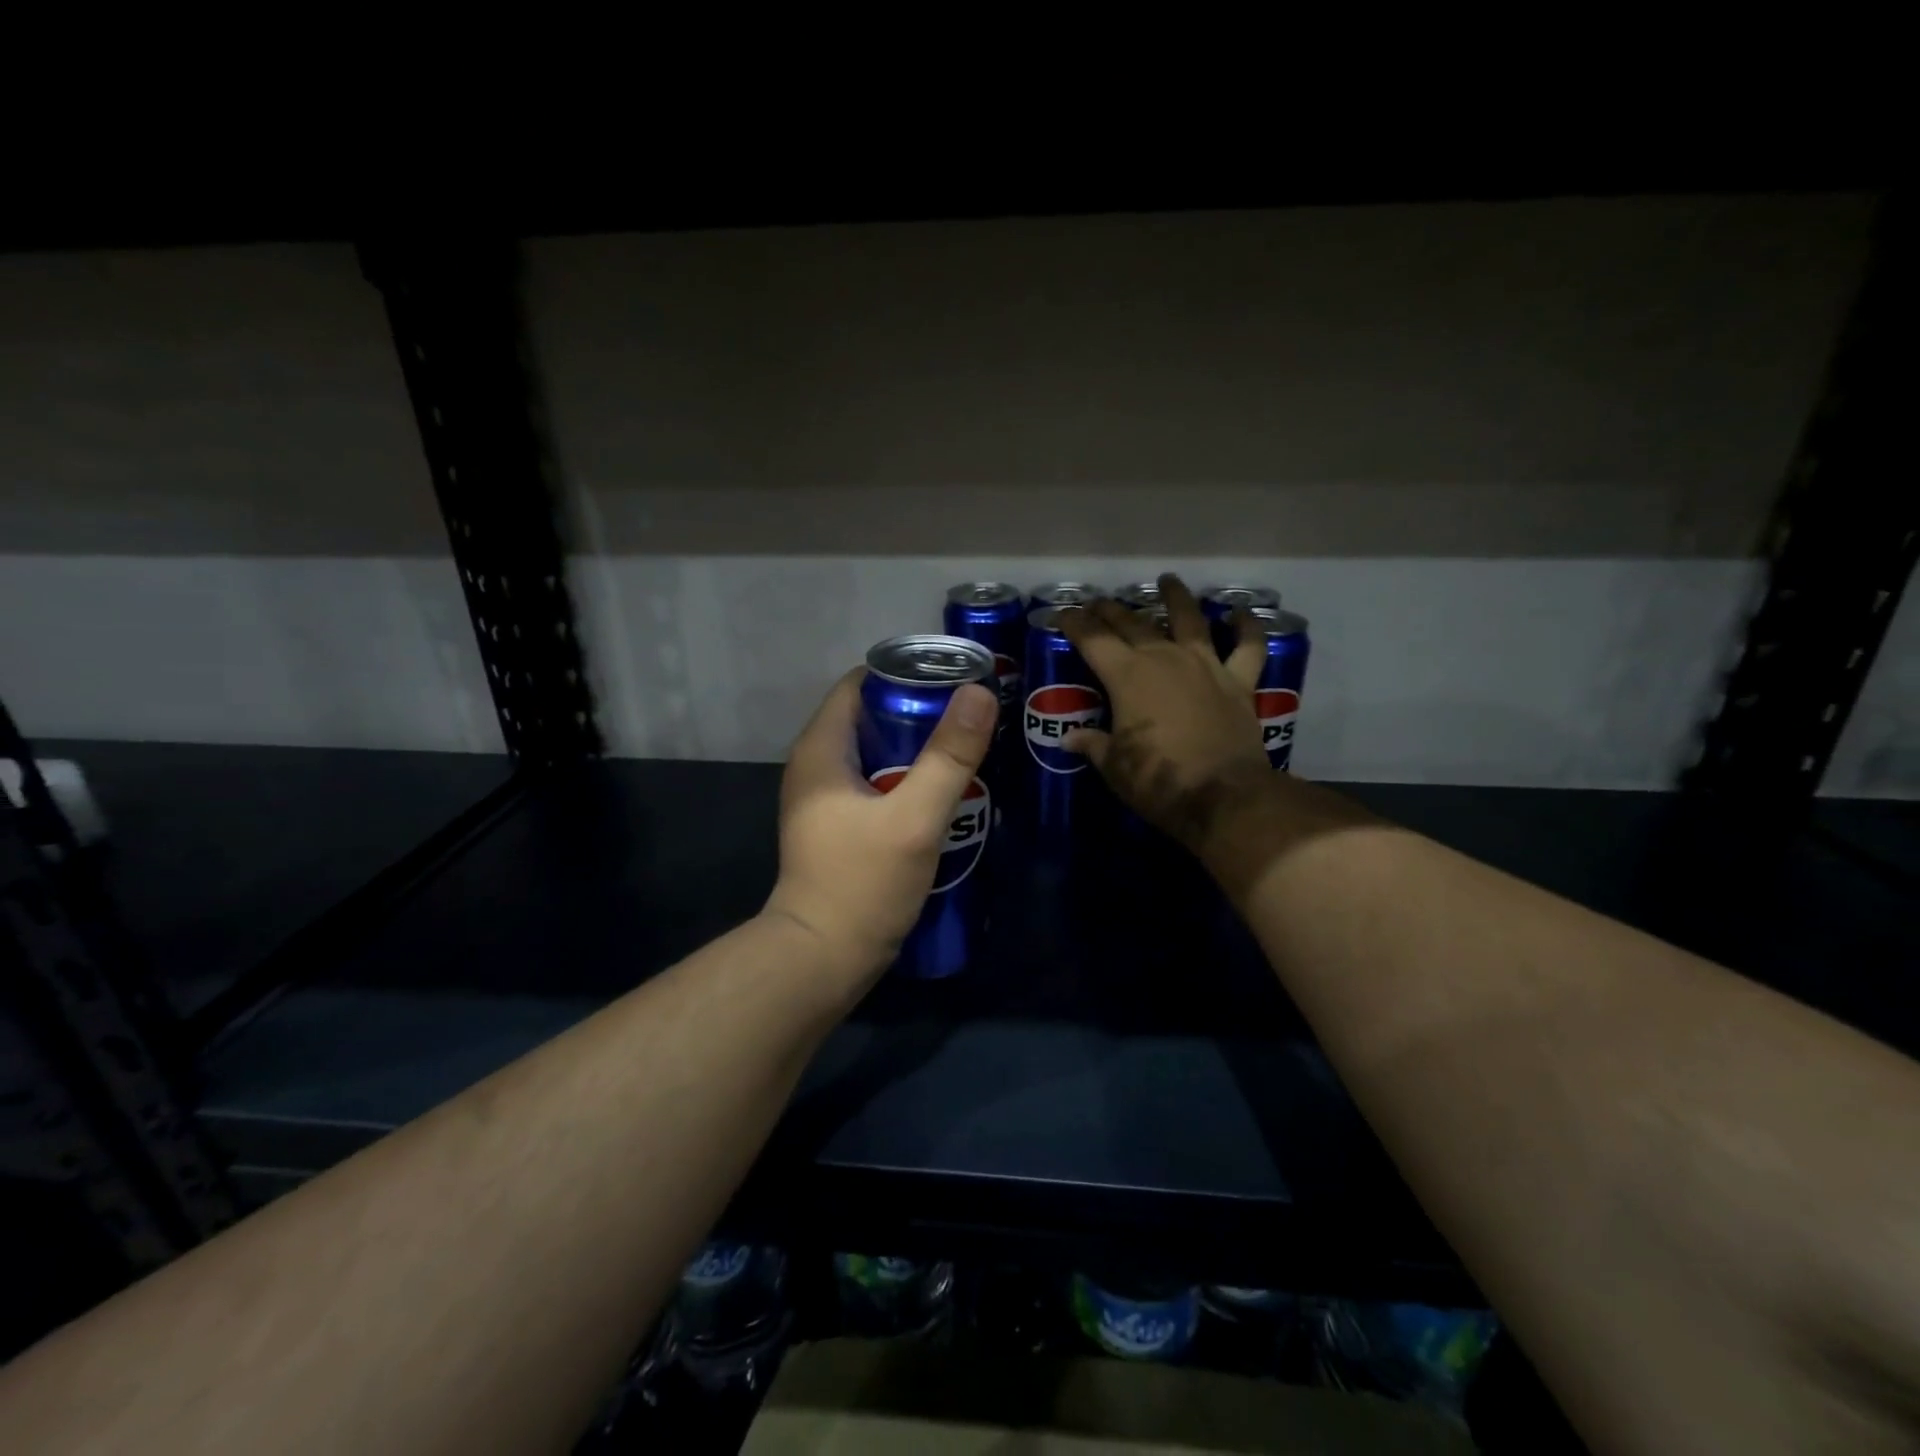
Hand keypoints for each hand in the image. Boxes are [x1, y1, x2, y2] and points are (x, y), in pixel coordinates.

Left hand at [763, 668, 997, 981]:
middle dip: (921, 711)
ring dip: (918, 749)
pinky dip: (909, 779)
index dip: (906, 674)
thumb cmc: (862, 883)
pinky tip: (945, 792)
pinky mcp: (839, 827)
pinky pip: (877, 784)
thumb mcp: (914, 819)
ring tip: (968, 749)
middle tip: (973, 716)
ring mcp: (825, 799)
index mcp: (822, 750)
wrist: (822, 960)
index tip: (955, 679)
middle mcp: (816, 766)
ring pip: (878, 753)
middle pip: (872, 717)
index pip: (859, 684)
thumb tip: (980, 693)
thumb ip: (948, 756)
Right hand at [1059, 574, 1273, 850]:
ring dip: (1177, 598)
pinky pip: (1247, 647)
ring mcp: (1205, 666)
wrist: (1223, 796)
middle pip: (1134, 623)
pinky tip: (1242, 614)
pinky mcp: (1238, 682)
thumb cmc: (1157, 780)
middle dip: (1112, 611)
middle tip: (1100, 603)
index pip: (1093, 639)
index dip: (1075, 624)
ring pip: (1190, 620)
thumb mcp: (1114, 767)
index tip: (1062, 614)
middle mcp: (1164, 658)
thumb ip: (1093, 745)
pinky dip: (1248, 628)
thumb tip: (1070, 738)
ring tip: (1168, 581)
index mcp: (1127, 676)